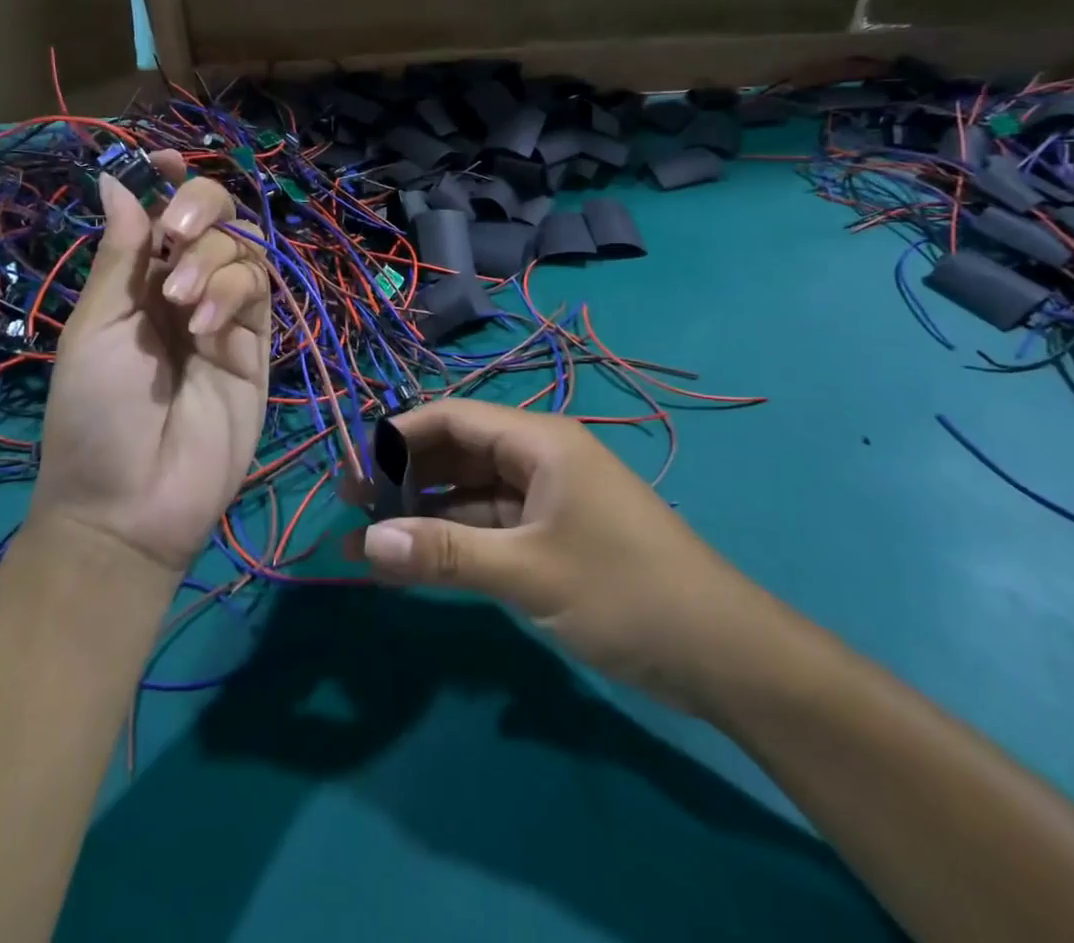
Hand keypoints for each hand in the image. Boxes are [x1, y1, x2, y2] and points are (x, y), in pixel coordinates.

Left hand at [33, 154, 270, 573]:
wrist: (131, 502)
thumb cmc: (94, 412)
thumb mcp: (95, 325)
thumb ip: (121, 254)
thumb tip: (116, 180)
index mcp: (138, 281)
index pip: (163, 214)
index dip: (169, 182)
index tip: (166, 159)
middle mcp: (184, 288)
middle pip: (216, 218)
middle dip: (201, 209)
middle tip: (177, 234)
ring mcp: (225, 315)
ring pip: (244, 248)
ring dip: (214, 259)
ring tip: (184, 305)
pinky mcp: (258, 344)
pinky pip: (259, 291)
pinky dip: (234, 291)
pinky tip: (208, 324)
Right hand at [346, 399, 771, 713]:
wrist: (723, 654)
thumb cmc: (625, 591)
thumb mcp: (528, 572)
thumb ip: (445, 554)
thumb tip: (367, 545)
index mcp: (539, 440)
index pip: (451, 418)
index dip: (396, 437)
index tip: (350, 468)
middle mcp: (538, 457)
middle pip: (457, 452)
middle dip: (404, 476)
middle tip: (350, 507)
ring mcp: (547, 498)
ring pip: (469, 492)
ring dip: (423, 513)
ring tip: (367, 541)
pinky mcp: (553, 537)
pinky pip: (489, 526)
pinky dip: (453, 541)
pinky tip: (415, 564)